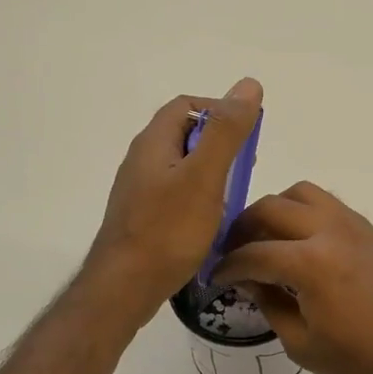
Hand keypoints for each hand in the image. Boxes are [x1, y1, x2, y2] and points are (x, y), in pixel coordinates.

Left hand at [84, 78, 262, 326]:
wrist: (124, 288)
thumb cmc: (168, 230)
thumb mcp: (204, 176)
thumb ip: (226, 132)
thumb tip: (248, 85)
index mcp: (153, 142)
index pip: (188, 106)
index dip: (220, 111)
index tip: (247, 136)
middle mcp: (142, 160)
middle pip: (185, 135)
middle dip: (220, 145)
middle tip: (245, 169)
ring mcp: (140, 190)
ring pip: (183, 167)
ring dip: (213, 174)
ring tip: (234, 197)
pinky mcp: (143, 217)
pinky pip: (177, 194)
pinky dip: (200, 198)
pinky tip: (212, 222)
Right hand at [212, 182, 372, 373]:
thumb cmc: (363, 361)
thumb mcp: (303, 344)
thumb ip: (270, 304)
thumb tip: (250, 279)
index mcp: (309, 262)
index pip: (253, 253)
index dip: (227, 267)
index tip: (214, 278)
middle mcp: (329, 230)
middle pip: (271, 208)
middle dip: (244, 228)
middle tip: (235, 254)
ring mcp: (353, 225)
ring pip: (302, 193)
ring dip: (276, 210)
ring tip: (268, 240)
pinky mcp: (370, 230)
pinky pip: (328, 204)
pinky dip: (305, 213)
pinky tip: (302, 245)